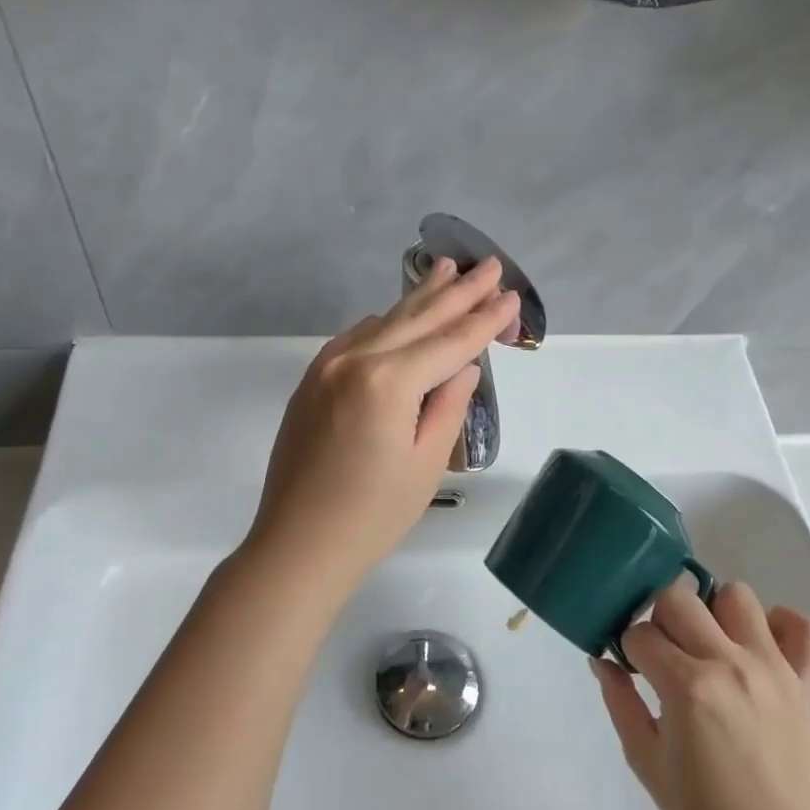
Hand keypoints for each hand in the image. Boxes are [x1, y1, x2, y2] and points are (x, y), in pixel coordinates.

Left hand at [242, 256, 521, 593]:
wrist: (297, 545)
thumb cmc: (373, 516)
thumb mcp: (426, 462)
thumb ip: (448, 404)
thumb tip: (462, 366)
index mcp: (388, 382)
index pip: (450, 342)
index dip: (485, 319)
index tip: (511, 296)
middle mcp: (354, 360)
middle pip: (417, 317)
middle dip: (458, 290)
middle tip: (489, 265)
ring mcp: (326, 366)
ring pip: (384, 321)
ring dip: (419, 297)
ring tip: (447, 269)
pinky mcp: (311, 380)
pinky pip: (356, 338)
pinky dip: (385, 323)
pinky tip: (400, 315)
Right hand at [594, 576, 809, 809]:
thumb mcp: (643, 758)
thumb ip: (619, 700)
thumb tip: (601, 659)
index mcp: (687, 687)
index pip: (640, 633)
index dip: (630, 649)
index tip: (635, 670)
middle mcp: (729, 664)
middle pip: (679, 598)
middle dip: (661, 618)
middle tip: (666, 653)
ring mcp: (771, 668)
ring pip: (737, 596)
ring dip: (715, 612)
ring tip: (711, 646)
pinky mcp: (802, 680)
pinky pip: (801, 626)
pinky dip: (779, 626)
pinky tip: (758, 648)